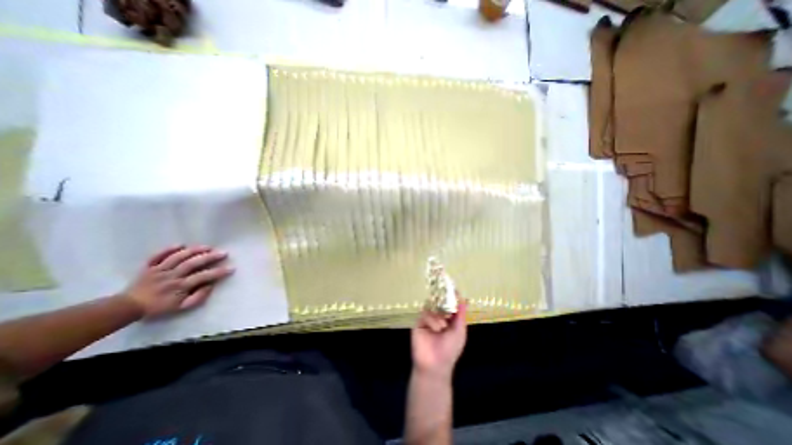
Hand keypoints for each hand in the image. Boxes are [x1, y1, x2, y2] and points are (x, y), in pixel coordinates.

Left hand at [116, 246, 231, 317]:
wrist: (127, 307)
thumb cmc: (158, 307)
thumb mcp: (181, 308)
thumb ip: (198, 297)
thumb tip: (210, 286)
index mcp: (180, 286)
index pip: (203, 277)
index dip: (218, 272)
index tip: (231, 268)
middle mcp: (171, 276)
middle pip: (192, 263)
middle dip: (209, 257)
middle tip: (223, 253)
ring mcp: (159, 270)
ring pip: (178, 257)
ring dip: (194, 250)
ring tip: (208, 246)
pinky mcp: (149, 267)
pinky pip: (157, 256)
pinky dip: (168, 249)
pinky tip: (181, 244)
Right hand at [412, 300, 464, 380]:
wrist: (435, 365)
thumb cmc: (450, 350)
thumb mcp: (459, 332)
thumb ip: (461, 315)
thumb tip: (465, 299)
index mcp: (449, 319)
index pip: (450, 304)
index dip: (452, 297)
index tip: (453, 287)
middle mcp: (438, 316)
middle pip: (439, 302)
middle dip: (444, 301)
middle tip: (447, 297)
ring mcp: (428, 318)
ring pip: (433, 307)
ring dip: (439, 316)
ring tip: (442, 327)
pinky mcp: (419, 321)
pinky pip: (425, 313)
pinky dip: (433, 320)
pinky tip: (436, 329)